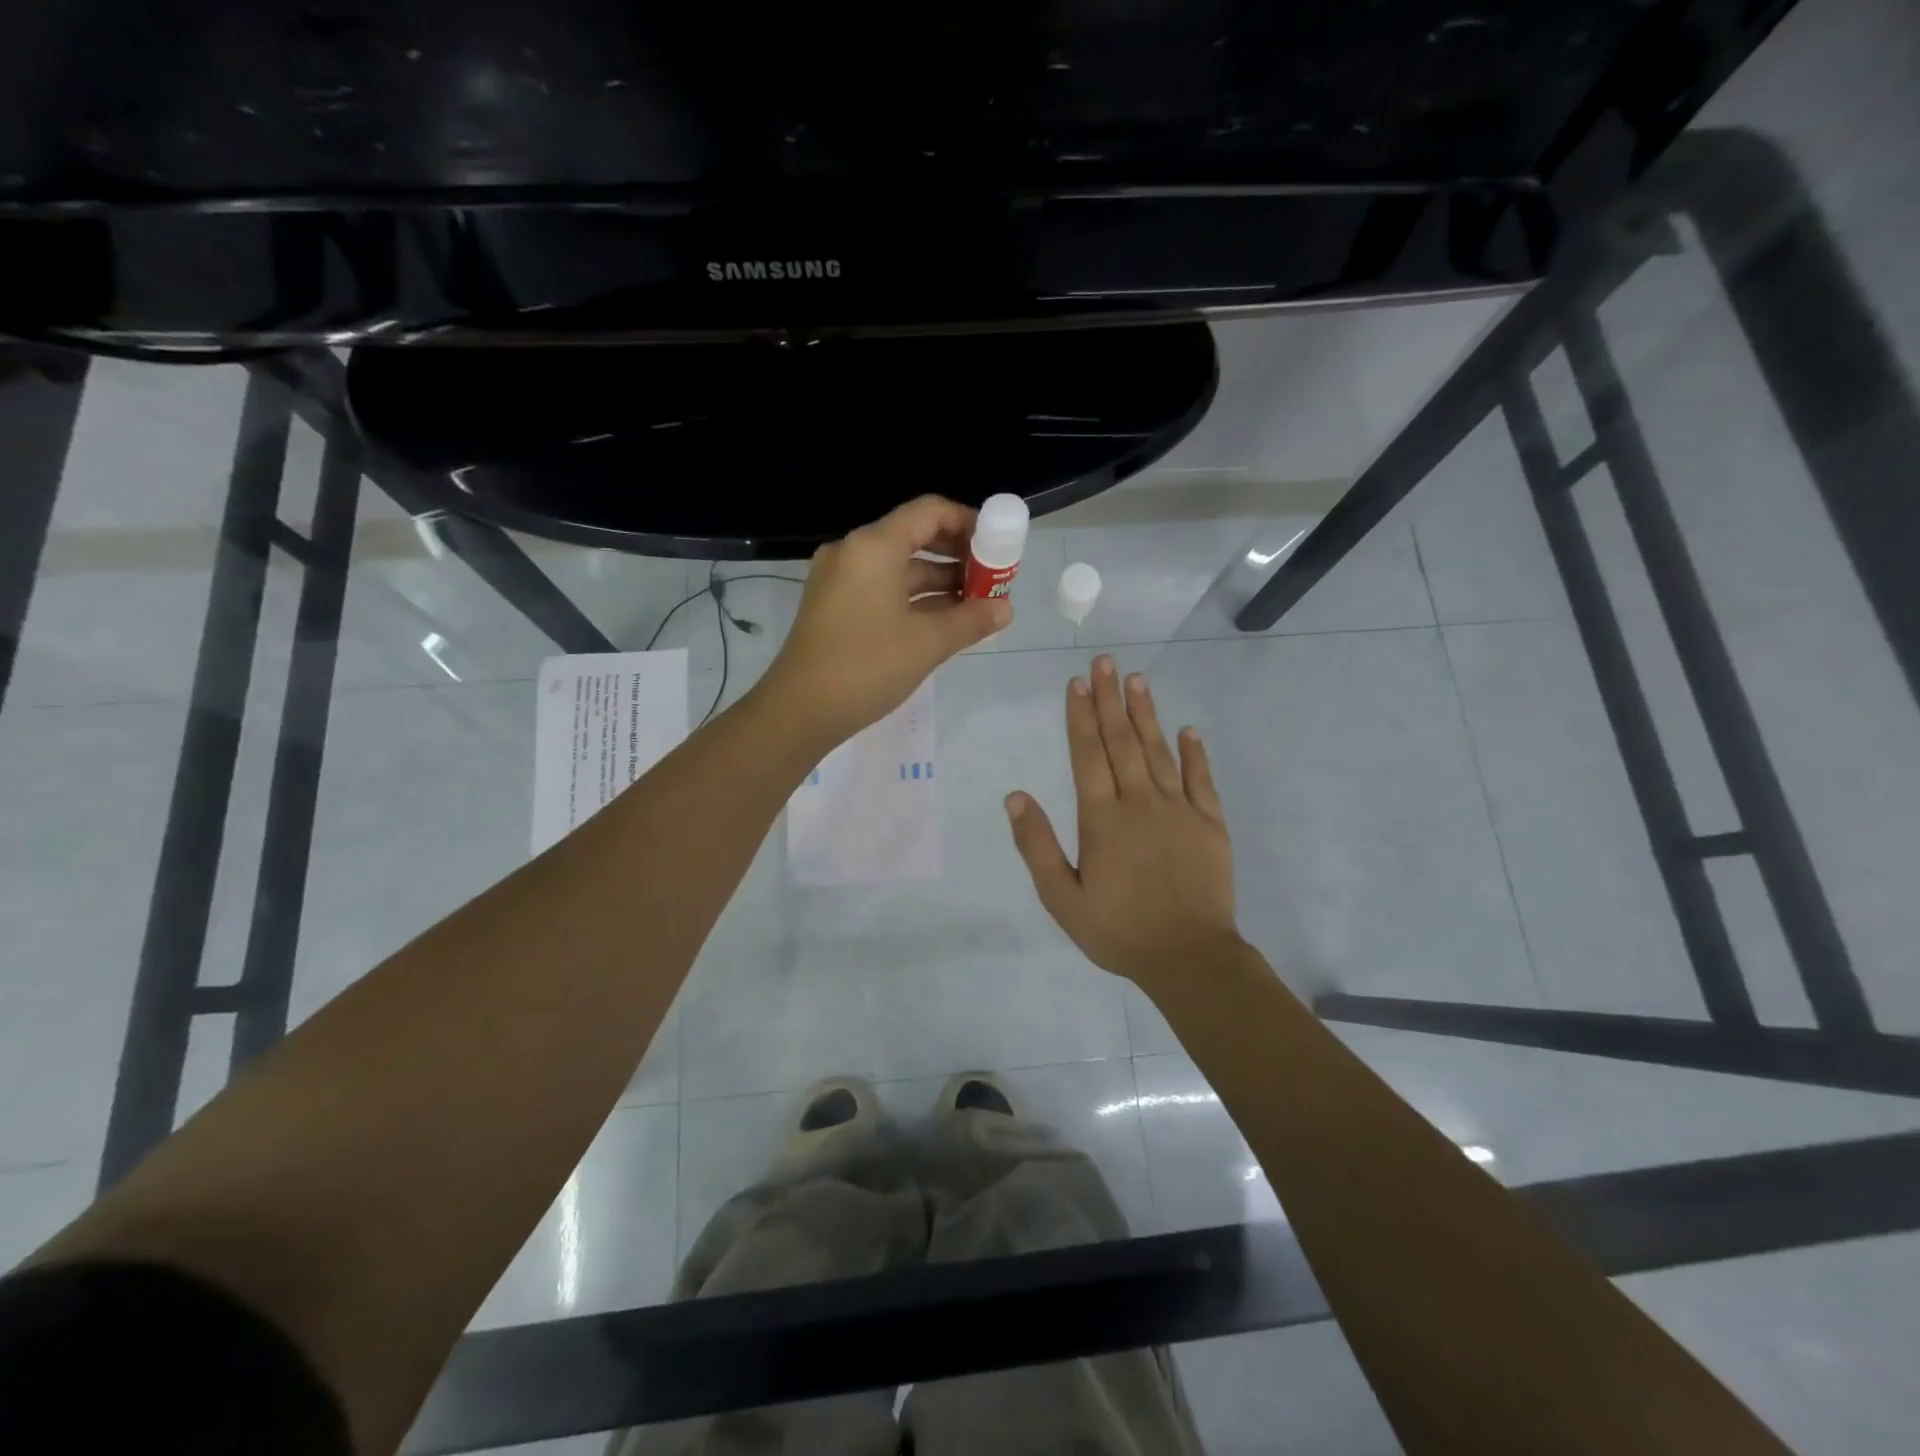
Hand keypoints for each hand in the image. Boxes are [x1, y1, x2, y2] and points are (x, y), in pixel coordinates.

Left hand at [761, 496, 1011, 748]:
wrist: (799, 711)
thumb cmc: (866, 667)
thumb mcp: (927, 643)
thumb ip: (972, 620)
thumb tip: (1006, 609)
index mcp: (874, 547)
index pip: (929, 512)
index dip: (969, 523)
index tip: (998, 547)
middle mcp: (853, 553)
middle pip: (914, 537)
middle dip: (958, 557)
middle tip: (992, 580)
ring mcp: (840, 580)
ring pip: (899, 568)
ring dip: (939, 583)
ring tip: (977, 606)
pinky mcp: (835, 607)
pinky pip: (883, 589)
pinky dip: (914, 600)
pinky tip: (944, 621)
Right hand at [1006, 656, 1241, 993]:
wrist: (1188, 957)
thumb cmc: (1118, 930)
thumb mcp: (1062, 897)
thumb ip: (1037, 845)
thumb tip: (1015, 797)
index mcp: (1102, 818)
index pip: (1087, 755)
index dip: (1080, 717)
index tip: (1077, 683)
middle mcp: (1139, 802)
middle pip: (1121, 741)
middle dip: (1110, 700)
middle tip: (1105, 662)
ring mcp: (1179, 810)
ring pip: (1158, 751)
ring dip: (1146, 714)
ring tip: (1137, 680)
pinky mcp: (1210, 824)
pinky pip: (1201, 780)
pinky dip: (1194, 753)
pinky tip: (1188, 730)